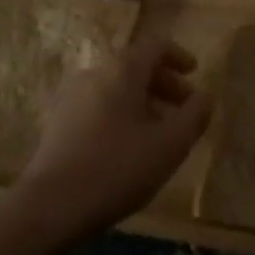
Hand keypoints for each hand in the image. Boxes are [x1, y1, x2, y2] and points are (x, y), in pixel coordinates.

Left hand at [6, 33, 211, 243]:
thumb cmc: (116, 168)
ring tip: (158, 133)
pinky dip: (120, 115)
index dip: (179, 56)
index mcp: (124, 68)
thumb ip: (194, 116)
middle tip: (183, 109)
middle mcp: (97, 71)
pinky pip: (99, 106)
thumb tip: (206, 97)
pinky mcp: (58, 123)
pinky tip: (127, 148)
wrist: (48, 208)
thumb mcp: (169, 145)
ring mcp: (73, 96)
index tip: (194, 74)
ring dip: (142, 103)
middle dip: (164, 84)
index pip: (157, 46)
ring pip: (117, 88)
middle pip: (136, 66)